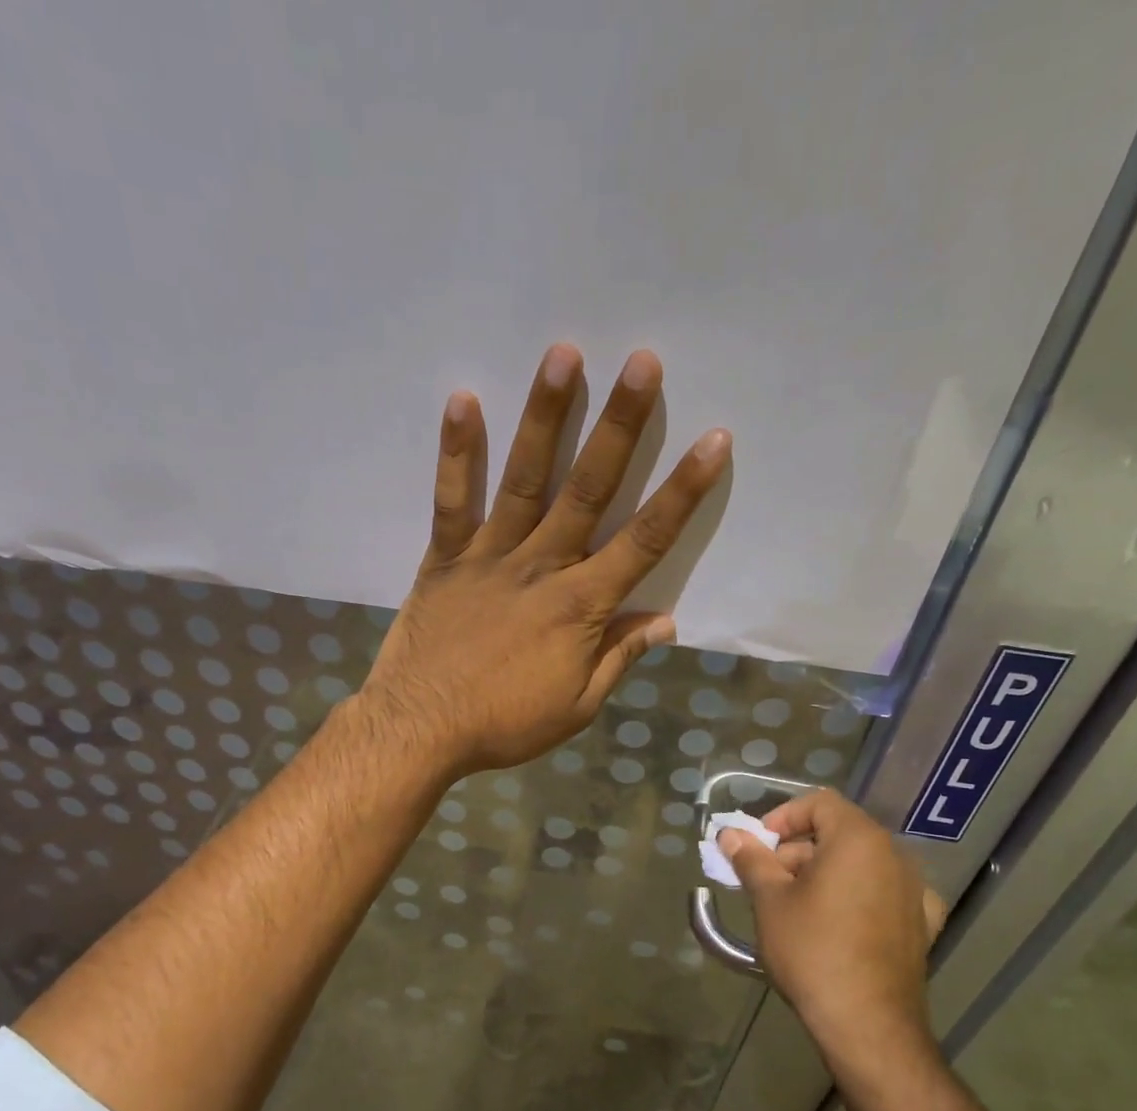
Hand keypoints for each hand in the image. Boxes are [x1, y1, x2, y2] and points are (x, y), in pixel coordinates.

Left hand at [360, 342, 731, 775]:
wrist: (422, 729)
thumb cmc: (505, 723)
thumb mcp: (577, 705)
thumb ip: (619, 656)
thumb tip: (665, 619)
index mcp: (581, 606)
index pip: (645, 541)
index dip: (683, 491)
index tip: (714, 441)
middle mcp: (541, 567)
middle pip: (589, 490)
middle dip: (621, 426)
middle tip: (643, 362)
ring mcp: (489, 556)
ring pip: (525, 480)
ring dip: (546, 417)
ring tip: (564, 355)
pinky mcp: (444, 558)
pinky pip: (452, 501)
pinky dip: (457, 453)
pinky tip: (463, 400)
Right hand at [718, 790, 948, 1052]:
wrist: (867, 1024)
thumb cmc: (812, 950)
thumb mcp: (770, 901)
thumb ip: (751, 859)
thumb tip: (730, 835)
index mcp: (859, 840)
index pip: (819, 802)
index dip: (783, 816)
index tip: (758, 846)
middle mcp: (895, 856)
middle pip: (839, 834)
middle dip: (797, 850)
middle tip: (767, 882)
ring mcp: (915, 892)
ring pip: (861, 864)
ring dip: (825, 874)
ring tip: (795, 908)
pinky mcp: (923, 925)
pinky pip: (884, 894)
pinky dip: (858, 897)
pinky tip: (840, 923)